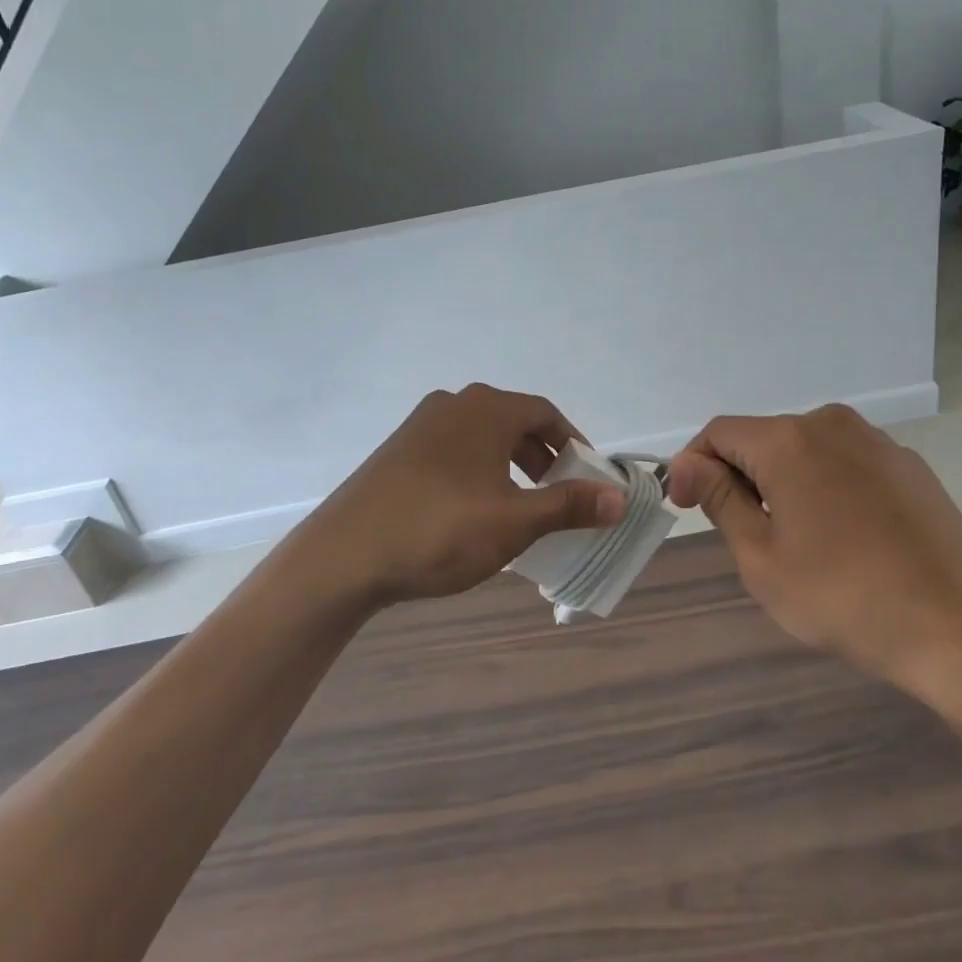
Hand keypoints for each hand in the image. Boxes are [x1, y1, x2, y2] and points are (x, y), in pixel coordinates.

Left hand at [302, 383, 625, 607]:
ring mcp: (420, 426)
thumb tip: (619, 498)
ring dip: (510, 465)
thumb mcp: (514, 522)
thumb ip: (569, 506)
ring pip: (482, 437)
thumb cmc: (440, 530)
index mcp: (486, 409)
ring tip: (519, 505)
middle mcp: (453, 404)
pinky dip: (478, 471)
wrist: (343, 557)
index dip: (573, 443)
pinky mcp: (397, 451)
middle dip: (543, 457)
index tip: (588, 476)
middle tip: (558, 495)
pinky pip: (454, 450)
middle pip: (514, 422)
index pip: (545, 413)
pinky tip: (473, 511)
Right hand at [667, 405, 961, 699]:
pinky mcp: (911, 467)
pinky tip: (845, 538)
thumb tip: (686, 464)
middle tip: (743, 536)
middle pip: (763, 439)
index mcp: (789, 440)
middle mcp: (832, 424)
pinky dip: (827, 488)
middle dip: (740, 477)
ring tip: (798, 541)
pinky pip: (847, 464)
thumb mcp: (761, 557)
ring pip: (806, 451)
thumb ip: (719, 500)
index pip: (719, 433)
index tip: (687, 508)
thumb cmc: (844, 598)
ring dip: (784, 483)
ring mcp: (878, 443)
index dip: (694, 466)